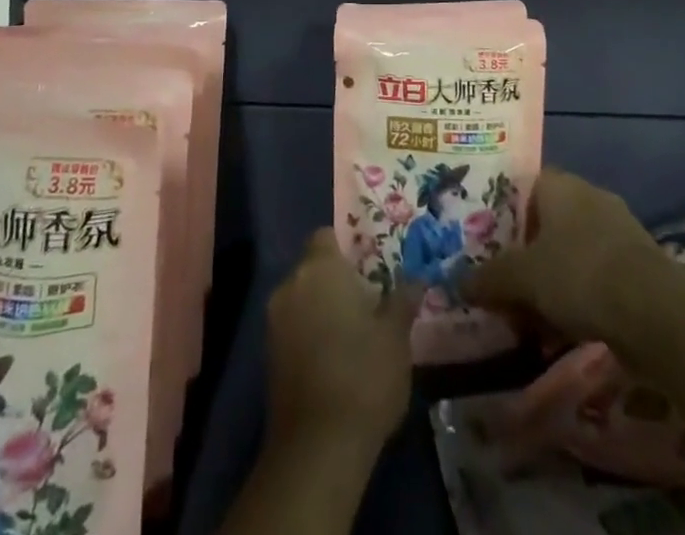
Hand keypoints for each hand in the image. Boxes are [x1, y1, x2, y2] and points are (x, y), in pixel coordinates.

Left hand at [265, 228, 420, 454]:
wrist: (317, 448)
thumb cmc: (363, 375)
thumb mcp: (396, 336)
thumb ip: (403, 300)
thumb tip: (416, 278)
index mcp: (320, 268)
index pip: (327, 236)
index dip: (347, 248)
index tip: (370, 267)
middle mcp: (291, 284)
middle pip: (314, 267)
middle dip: (337, 279)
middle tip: (370, 300)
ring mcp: (274, 320)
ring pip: (303, 298)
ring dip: (323, 307)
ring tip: (355, 332)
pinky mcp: (268, 355)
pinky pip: (293, 326)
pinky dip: (311, 333)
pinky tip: (335, 358)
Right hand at [461, 167, 661, 343]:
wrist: (658, 314)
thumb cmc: (580, 275)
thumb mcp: (522, 277)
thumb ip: (489, 278)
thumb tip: (458, 283)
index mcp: (560, 185)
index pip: (522, 186)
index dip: (501, 213)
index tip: (483, 242)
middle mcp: (589, 198)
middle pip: (545, 224)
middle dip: (523, 257)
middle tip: (500, 286)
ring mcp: (617, 232)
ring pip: (568, 255)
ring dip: (548, 285)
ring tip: (526, 321)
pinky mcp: (637, 267)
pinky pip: (594, 278)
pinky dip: (576, 302)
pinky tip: (560, 335)